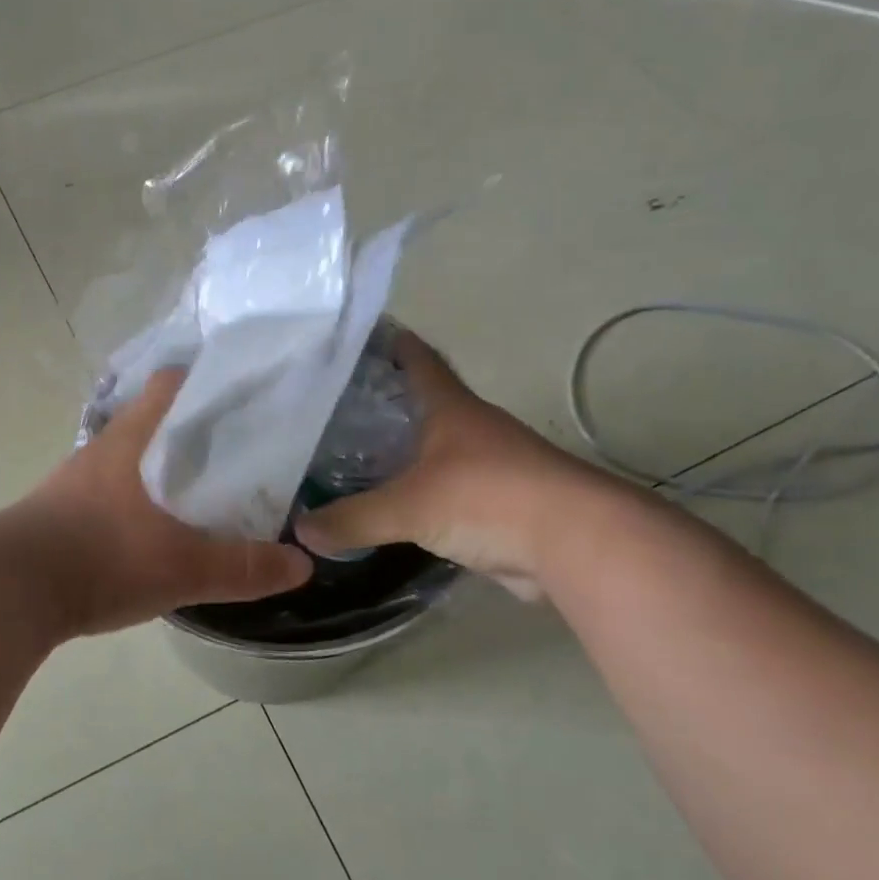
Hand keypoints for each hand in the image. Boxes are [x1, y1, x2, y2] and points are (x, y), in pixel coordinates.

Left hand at [10, 370, 312, 636]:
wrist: (8, 590)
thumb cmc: (102, 559)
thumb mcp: (184, 568)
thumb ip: (244, 566)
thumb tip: (302, 565)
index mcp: (135, 439)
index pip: (172, 384)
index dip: (209, 384)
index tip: (245, 401)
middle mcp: (105, 448)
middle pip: (156, 421)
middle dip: (195, 434)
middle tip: (238, 456)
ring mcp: (78, 478)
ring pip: (133, 457)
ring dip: (164, 470)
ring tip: (204, 496)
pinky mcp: (60, 509)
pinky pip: (111, 491)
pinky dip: (138, 500)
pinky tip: (155, 532)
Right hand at [294, 332, 614, 600]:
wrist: (578, 544)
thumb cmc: (489, 498)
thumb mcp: (409, 507)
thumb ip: (353, 518)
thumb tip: (300, 530)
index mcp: (451, 410)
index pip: (417, 360)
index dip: (391, 344)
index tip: (359, 334)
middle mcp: (470, 430)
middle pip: (422, 405)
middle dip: (383, 404)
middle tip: (332, 407)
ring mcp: (488, 468)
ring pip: (432, 452)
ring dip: (401, 454)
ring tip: (351, 458)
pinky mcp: (497, 507)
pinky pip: (444, 494)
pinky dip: (417, 497)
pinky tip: (389, 508)